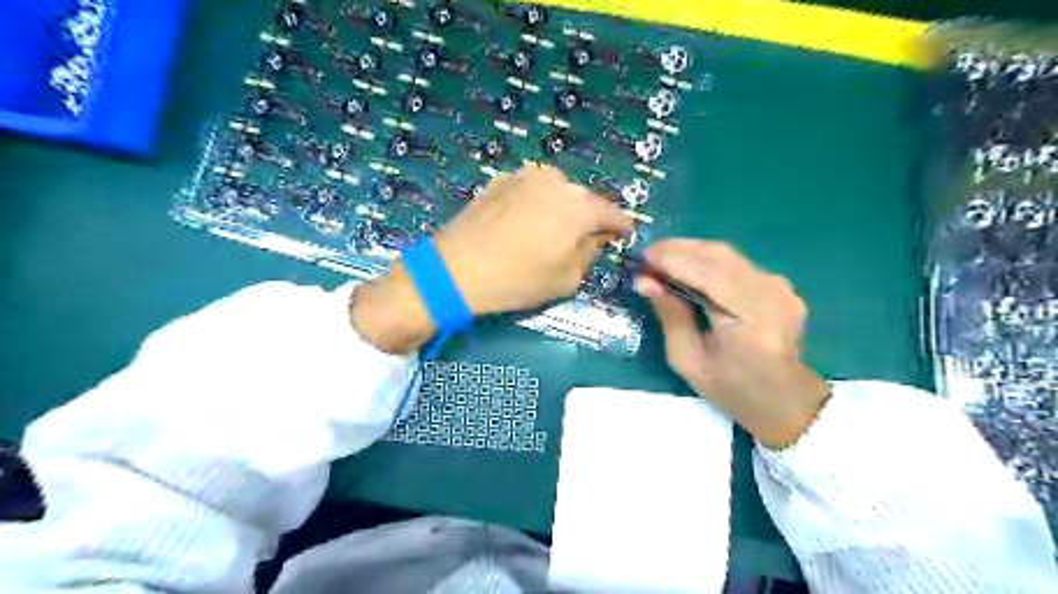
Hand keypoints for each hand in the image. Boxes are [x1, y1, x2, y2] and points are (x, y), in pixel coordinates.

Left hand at [436, 163, 629, 315]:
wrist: (457, 269)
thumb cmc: (518, 279)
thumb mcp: (567, 279)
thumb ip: (590, 253)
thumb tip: (596, 238)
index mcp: (580, 206)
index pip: (613, 214)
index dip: (620, 228)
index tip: (621, 237)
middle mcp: (558, 181)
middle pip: (584, 200)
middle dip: (586, 219)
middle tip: (580, 240)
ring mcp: (526, 175)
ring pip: (556, 192)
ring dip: (559, 208)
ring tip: (547, 232)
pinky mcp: (501, 179)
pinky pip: (530, 191)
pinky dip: (534, 204)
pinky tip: (521, 225)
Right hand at [630, 239, 830, 448]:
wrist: (784, 401)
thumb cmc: (731, 389)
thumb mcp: (688, 360)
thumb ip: (670, 316)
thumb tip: (646, 281)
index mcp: (751, 318)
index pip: (708, 273)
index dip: (672, 259)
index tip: (641, 259)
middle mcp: (770, 293)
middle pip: (718, 255)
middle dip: (677, 250)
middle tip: (646, 259)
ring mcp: (779, 285)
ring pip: (726, 254)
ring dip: (690, 253)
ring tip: (661, 262)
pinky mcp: (779, 284)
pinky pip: (736, 263)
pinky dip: (707, 261)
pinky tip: (687, 270)